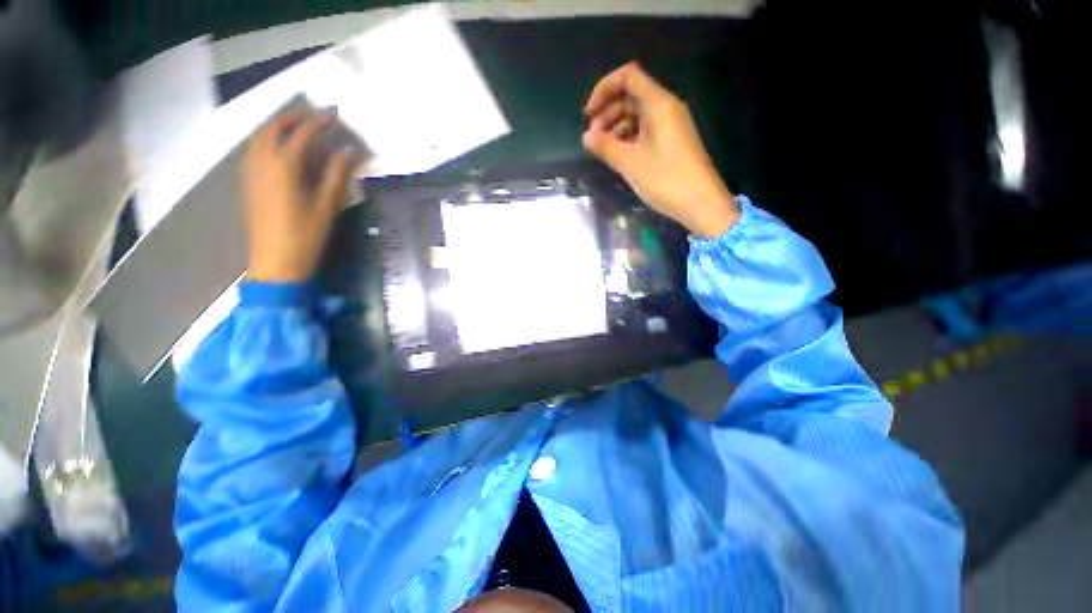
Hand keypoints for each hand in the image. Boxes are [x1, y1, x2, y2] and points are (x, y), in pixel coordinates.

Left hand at [243, 109, 361, 282]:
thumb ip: (336, 175)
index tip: (334, 113)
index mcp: (284, 167)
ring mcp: (251, 172)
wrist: (275, 262)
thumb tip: (347, 152)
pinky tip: (278, 147)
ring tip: (297, 127)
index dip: (319, 121)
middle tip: (314, 117)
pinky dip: (267, 139)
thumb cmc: (306, 236)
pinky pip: (254, 150)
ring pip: (259, 137)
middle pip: (274, 128)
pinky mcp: (248, 183)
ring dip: (278, 126)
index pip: (303, 134)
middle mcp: (263, 163)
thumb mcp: (327, 207)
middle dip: (294, 118)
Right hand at [583, 63, 738, 236]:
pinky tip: (619, 155)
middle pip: (631, 95)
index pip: (628, 77)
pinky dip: (629, 137)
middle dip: (607, 112)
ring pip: (637, 114)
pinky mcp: (672, 141)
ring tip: (603, 149)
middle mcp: (666, 108)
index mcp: (658, 104)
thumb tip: (586, 136)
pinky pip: (646, 129)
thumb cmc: (665, 180)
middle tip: (593, 138)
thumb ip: (605, 147)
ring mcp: (670, 125)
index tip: (588, 115)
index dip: (604, 89)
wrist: (701, 203)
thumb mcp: (630, 163)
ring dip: (616, 126)